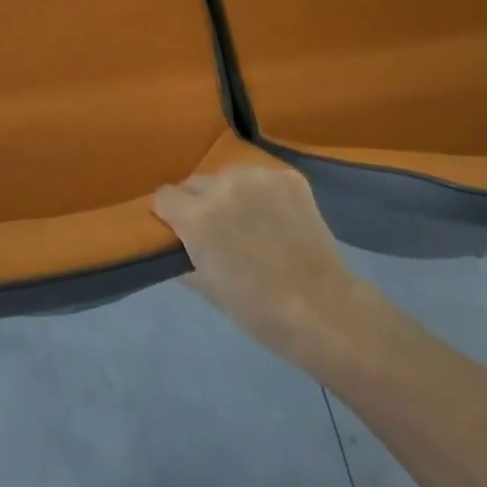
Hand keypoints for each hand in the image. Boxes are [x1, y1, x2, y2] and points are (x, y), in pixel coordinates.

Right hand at [153, 164, 372, 362]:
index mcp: (198, 215)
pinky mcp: (288, 177)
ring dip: (232, 195)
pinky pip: (263, 179)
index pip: (164, 196)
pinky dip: (264, 195)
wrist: (322, 307)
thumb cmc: (258, 310)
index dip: (169, 214)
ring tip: (252, 224)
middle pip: (197, 183)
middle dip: (200, 203)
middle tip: (219, 232)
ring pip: (230, 177)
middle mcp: (223, 185)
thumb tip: (176, 246)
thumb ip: (184, 260)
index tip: (179, 230)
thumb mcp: (208, 290)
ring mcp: (258, 176)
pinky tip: (278, 219)